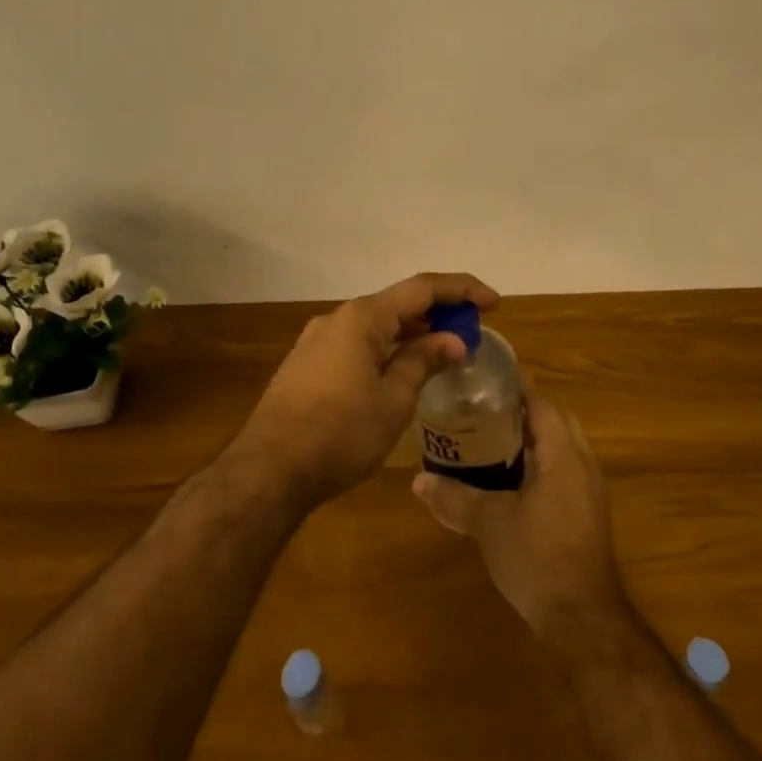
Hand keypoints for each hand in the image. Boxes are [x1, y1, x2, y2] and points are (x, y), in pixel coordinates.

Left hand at [235, 272, 500, 507]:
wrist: (268, 472)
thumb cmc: (340, 433)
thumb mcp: (394, 400)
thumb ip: (424, 361)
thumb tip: (453, 341)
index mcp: (362, 318)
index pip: (422, 288)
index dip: (462, 290)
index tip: (494, 302)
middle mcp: (338, 318)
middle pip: (399, 302)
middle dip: (439, 312)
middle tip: (473, 330)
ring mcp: (318, 340)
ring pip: (377, 324)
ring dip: (413, 331)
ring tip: (444, 350)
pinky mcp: (307, 364)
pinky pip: (358, 343)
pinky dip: (388, 347)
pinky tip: (402, 368)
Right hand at [411, 385, 625, 642]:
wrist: (581, 617)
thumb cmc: (536, 557)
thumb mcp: (489, 524)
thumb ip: (455, 498)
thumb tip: (419, 481)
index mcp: (562, 454)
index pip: (543, 405)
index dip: (518, 390)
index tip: (488, 382)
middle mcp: (583, 465)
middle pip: (557, 422)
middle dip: (526, 414)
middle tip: (488, 413)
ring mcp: (591, 491)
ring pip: (564, 449)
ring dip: (537, 441)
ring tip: (496, 443)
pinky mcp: (590, 515)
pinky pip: (568, 473)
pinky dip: (545, 466)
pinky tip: (516, 484)